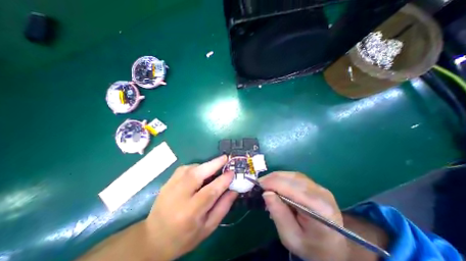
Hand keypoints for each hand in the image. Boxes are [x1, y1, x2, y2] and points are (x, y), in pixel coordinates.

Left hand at [145, 156, 236, 259]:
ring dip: (205, 165)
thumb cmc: (185, 237)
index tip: (232, 172)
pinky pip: (184, 168)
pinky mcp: (167, 182)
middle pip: (197, 175)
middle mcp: (178, 197)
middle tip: (225, 158)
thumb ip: (223, 207)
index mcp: (189, 213)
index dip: (223, 180)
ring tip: (214, 167)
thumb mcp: (208, 227)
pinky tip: (200, 171)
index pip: (209, 192)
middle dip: (213, 164)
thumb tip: (234, 190)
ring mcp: (170, 187)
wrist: (153, 239)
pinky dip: (196, 167)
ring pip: (191, 169)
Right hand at [261, 172, 347, 260]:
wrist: (332, 246)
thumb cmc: (311, 246)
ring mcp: (319, 187)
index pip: (294, 189)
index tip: (258, 185)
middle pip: (293, 179)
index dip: (274, 183)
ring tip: (265, 184)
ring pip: (293, 175)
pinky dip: (282, 178)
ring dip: (276, 177)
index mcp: (320, 209)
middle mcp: (322, 193)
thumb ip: (279, 214)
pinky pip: (295, 177)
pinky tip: (275, 184)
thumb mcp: (291, 237)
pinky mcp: (315, 185)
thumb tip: (266, 193)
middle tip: (259, 184)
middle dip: (273, 179)